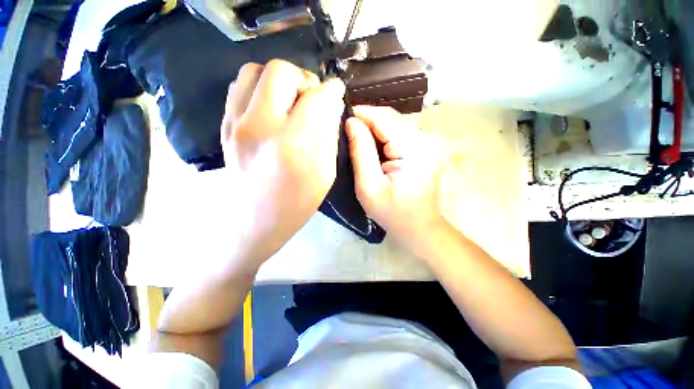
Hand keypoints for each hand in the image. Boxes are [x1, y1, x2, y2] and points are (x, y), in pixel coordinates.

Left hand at [222, 60, 345, 263]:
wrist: (254, 221)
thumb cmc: (297, 203)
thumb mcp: (325, 173)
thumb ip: (329, 135)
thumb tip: (331, 102)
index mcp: (294, 145)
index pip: (316, 98)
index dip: (331, 90)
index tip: (336, 91)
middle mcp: (261, 126)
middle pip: (281, 72)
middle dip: (304, 79)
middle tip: (312, 98)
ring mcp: (236, 123)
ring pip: (255, 71)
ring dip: (280, 80)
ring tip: (291, 100)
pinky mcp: (224, 125)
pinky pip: (240, 87)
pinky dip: (260, 87)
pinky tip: (271, 106)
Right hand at [346, 106, 442, 250]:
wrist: (419, 228)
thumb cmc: (392, 212)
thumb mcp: (369, 186)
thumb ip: (361, 152)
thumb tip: (351, 123)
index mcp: (413, 151)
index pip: (385, 119)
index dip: (362, 113)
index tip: (342, 115)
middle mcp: (425, 142)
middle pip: (392, 118)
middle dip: (367, 119)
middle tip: (347, 127)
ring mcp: (428, 145)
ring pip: (396, 124)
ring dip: (375, 127)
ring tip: (357, 135)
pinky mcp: (425, 151)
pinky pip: (401, 134)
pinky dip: (384, 135)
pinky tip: (373, 144)